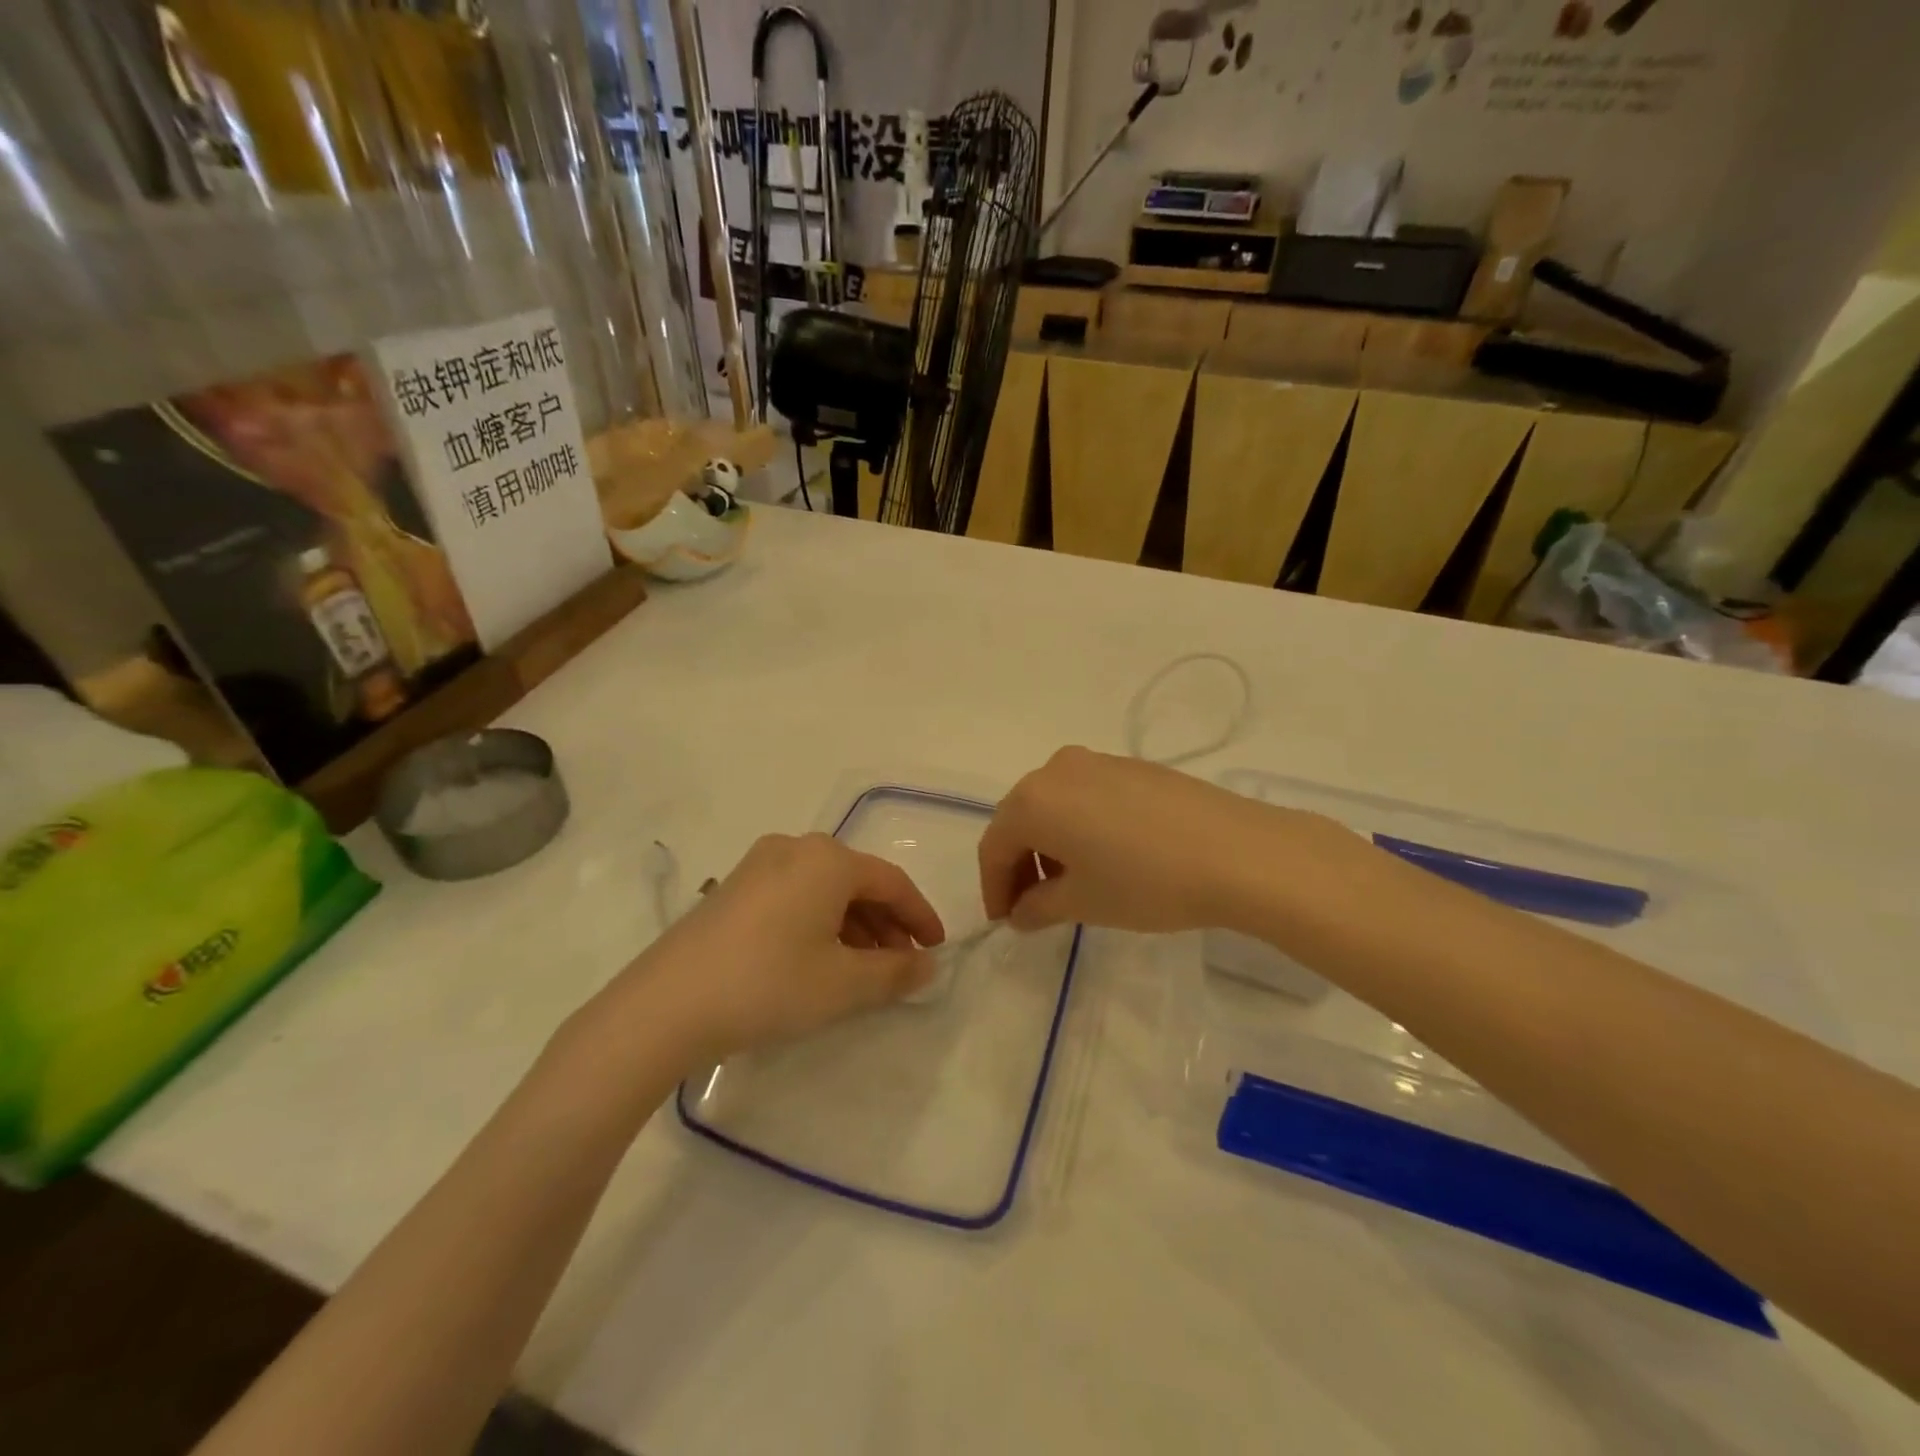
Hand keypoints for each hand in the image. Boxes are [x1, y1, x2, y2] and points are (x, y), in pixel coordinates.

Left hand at [614, 833, 946, 1064]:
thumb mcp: (843, 984)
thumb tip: (928, 965)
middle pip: (858, 882)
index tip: (937, 950)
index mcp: (828, 859)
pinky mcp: (734, 888)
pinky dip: (820, 923)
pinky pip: (795, 896)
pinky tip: (819, 960)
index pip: (893, 882)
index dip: (920, 916)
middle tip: (902, 965)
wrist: (666, 1005)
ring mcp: (759, 865)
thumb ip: (896, 972)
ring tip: (864, 969)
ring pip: (825, 890)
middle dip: (886, 924)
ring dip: (854, 926)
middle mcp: (796, 848)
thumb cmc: (769, 984)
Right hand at [978, 747, 1281, 933]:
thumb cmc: (1145, 882)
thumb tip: (1020, 912)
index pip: (994, 846)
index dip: (993, 887)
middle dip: (1020, 864)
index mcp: (1033, 799)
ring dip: (1050, 845)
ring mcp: (1097, 761)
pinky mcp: (1131, 766)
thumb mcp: (1083, 903)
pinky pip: (1086, 796)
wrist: (1238, 853)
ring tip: (1071, 884)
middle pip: (1021, 819)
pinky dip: (1079, 826)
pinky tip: (1105, 857)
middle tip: (1032, 906)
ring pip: (1054, 805)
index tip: (1005, 921)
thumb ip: (1037, 907)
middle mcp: (1057, 769)